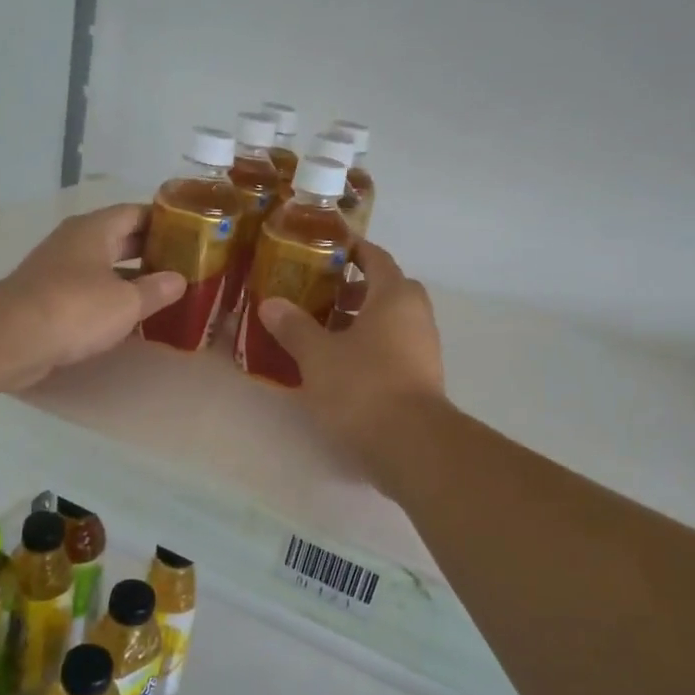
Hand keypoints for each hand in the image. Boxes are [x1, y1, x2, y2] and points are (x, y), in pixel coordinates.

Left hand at [0, 203, 184, 389]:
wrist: (11, 339)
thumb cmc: (75, 309)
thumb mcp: (127, 302)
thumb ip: (157, 290)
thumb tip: (178, 280)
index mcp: (95, 229)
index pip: (136, 212)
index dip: (164, 221)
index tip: (190, 234)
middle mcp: (75, 242)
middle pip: (120, 239)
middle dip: (150, 251)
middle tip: (183, 265)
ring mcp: (58, 269)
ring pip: (103, 266)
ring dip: (131, 278)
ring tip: (164, 292)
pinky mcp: (48, 298)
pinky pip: (88, 291)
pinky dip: (110, 299)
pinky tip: (130, 317)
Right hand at [258, 240, 445, 466]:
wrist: (411, 444)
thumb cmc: (363, 386)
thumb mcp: (318, 355)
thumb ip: (293, 327)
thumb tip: (271, 303)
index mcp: (394, 296)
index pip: (375, 257)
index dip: (350, 250)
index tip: (323, 250)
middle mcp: (416, 314)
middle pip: (384, 288)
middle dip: (351, 289)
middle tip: (316, 295)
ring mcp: (423, 347)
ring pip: (389, 320)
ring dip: (359, 320)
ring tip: (321, 331)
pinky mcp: (422, 377)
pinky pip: (393, 347)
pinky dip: (369, 346)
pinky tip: (339, 364)